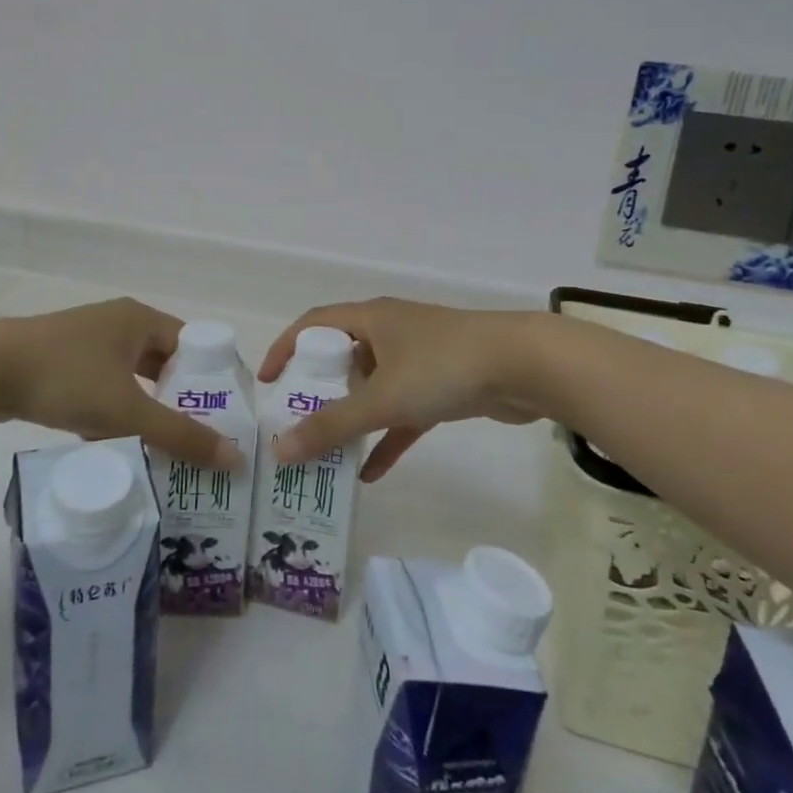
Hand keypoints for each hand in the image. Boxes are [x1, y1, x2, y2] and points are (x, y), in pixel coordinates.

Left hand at [0, 298, 244, 470]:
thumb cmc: (66, 378)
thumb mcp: (128, 411)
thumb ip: (181, 435)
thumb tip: (236, 459)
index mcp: (141, 319)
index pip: (193, 344)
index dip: (212, 378)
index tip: (225, 417)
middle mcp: (119, 323)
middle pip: (164, 362)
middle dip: (180, 399)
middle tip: (200, 437)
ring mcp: (88, 341)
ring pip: (132, 377)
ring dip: (147, 407)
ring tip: (165, 445)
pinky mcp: (62, 361)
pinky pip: (104, 385)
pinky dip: (115, 410)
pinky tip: (116, 441)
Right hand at [257, 299, 549, 480]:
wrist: (525, 367)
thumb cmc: (443, 367)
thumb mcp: (382, 398)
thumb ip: (332, 426)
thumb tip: (280, 450)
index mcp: (370, 319)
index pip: (314, 323)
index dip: (286, 347)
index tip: (267, 381)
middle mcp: (391, 332)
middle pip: (343, 357)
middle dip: (319, 390)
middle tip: (297, 423)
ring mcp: (419, 358)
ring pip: (374, 387)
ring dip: (353, 418)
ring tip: (328, 451)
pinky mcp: (444, 386)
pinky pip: (404, 411)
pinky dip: (388, 437)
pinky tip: (372, 473)